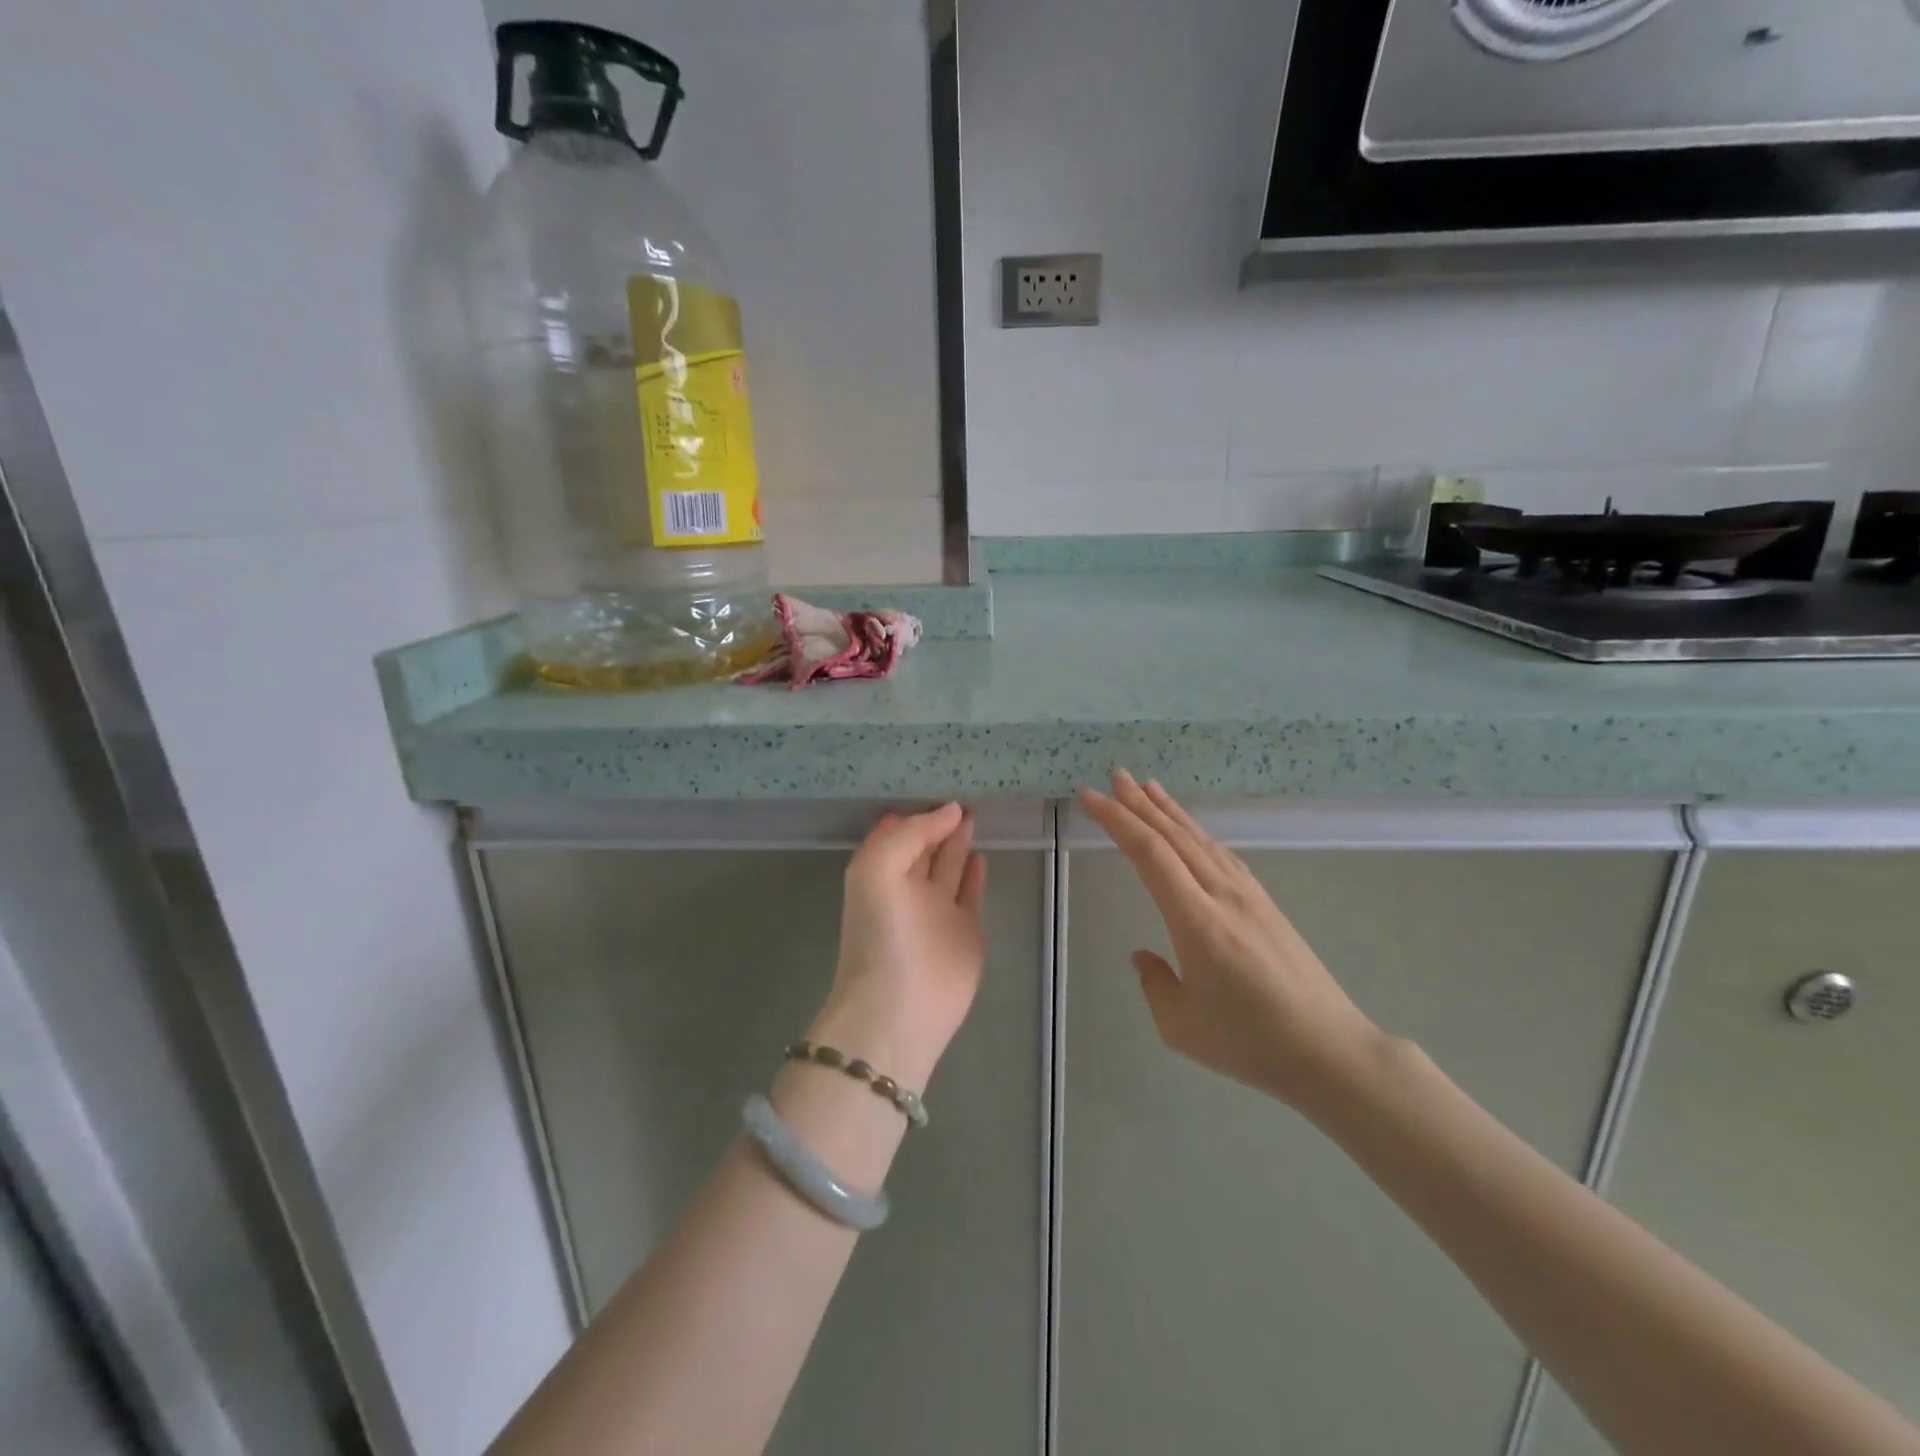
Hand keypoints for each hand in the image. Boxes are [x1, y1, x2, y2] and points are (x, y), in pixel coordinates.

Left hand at [810, 804, 987, 1090]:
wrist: (900, 1007)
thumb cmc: (882, 932)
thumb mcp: (878, 868)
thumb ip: (912, 834)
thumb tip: (950, 810)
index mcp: (880, 871)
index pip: (898, 831)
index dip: (915, 809)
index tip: (938, 781)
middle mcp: (907, 887)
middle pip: (926, 845)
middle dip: (940, 821)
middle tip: (964, 792)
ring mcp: (937, 910)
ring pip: (949, 865)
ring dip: (958, 841)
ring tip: (974, 813)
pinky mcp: (965, 930)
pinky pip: (970, 892)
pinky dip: (975, 872)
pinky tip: (982, 853)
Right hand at [1077, 770, 1382, 1111]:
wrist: (1329, 1051)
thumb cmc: (1250, 1043)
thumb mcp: (1181, 1026)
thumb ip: (1154, 984)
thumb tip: (1144, 955)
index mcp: (1196, 921)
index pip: (1149, 854)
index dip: (1118, 821)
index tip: (1091, 799)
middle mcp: (1221, 895)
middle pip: (1174, 836)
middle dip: (1139, 804)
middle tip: (1114, 777)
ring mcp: (1248, 896)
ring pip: (1200, 840)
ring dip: (1169, 811)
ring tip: (1146, 787)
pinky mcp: (1264, 903)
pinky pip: (1221, 854)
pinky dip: (1197, 833)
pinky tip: (1190, 830)